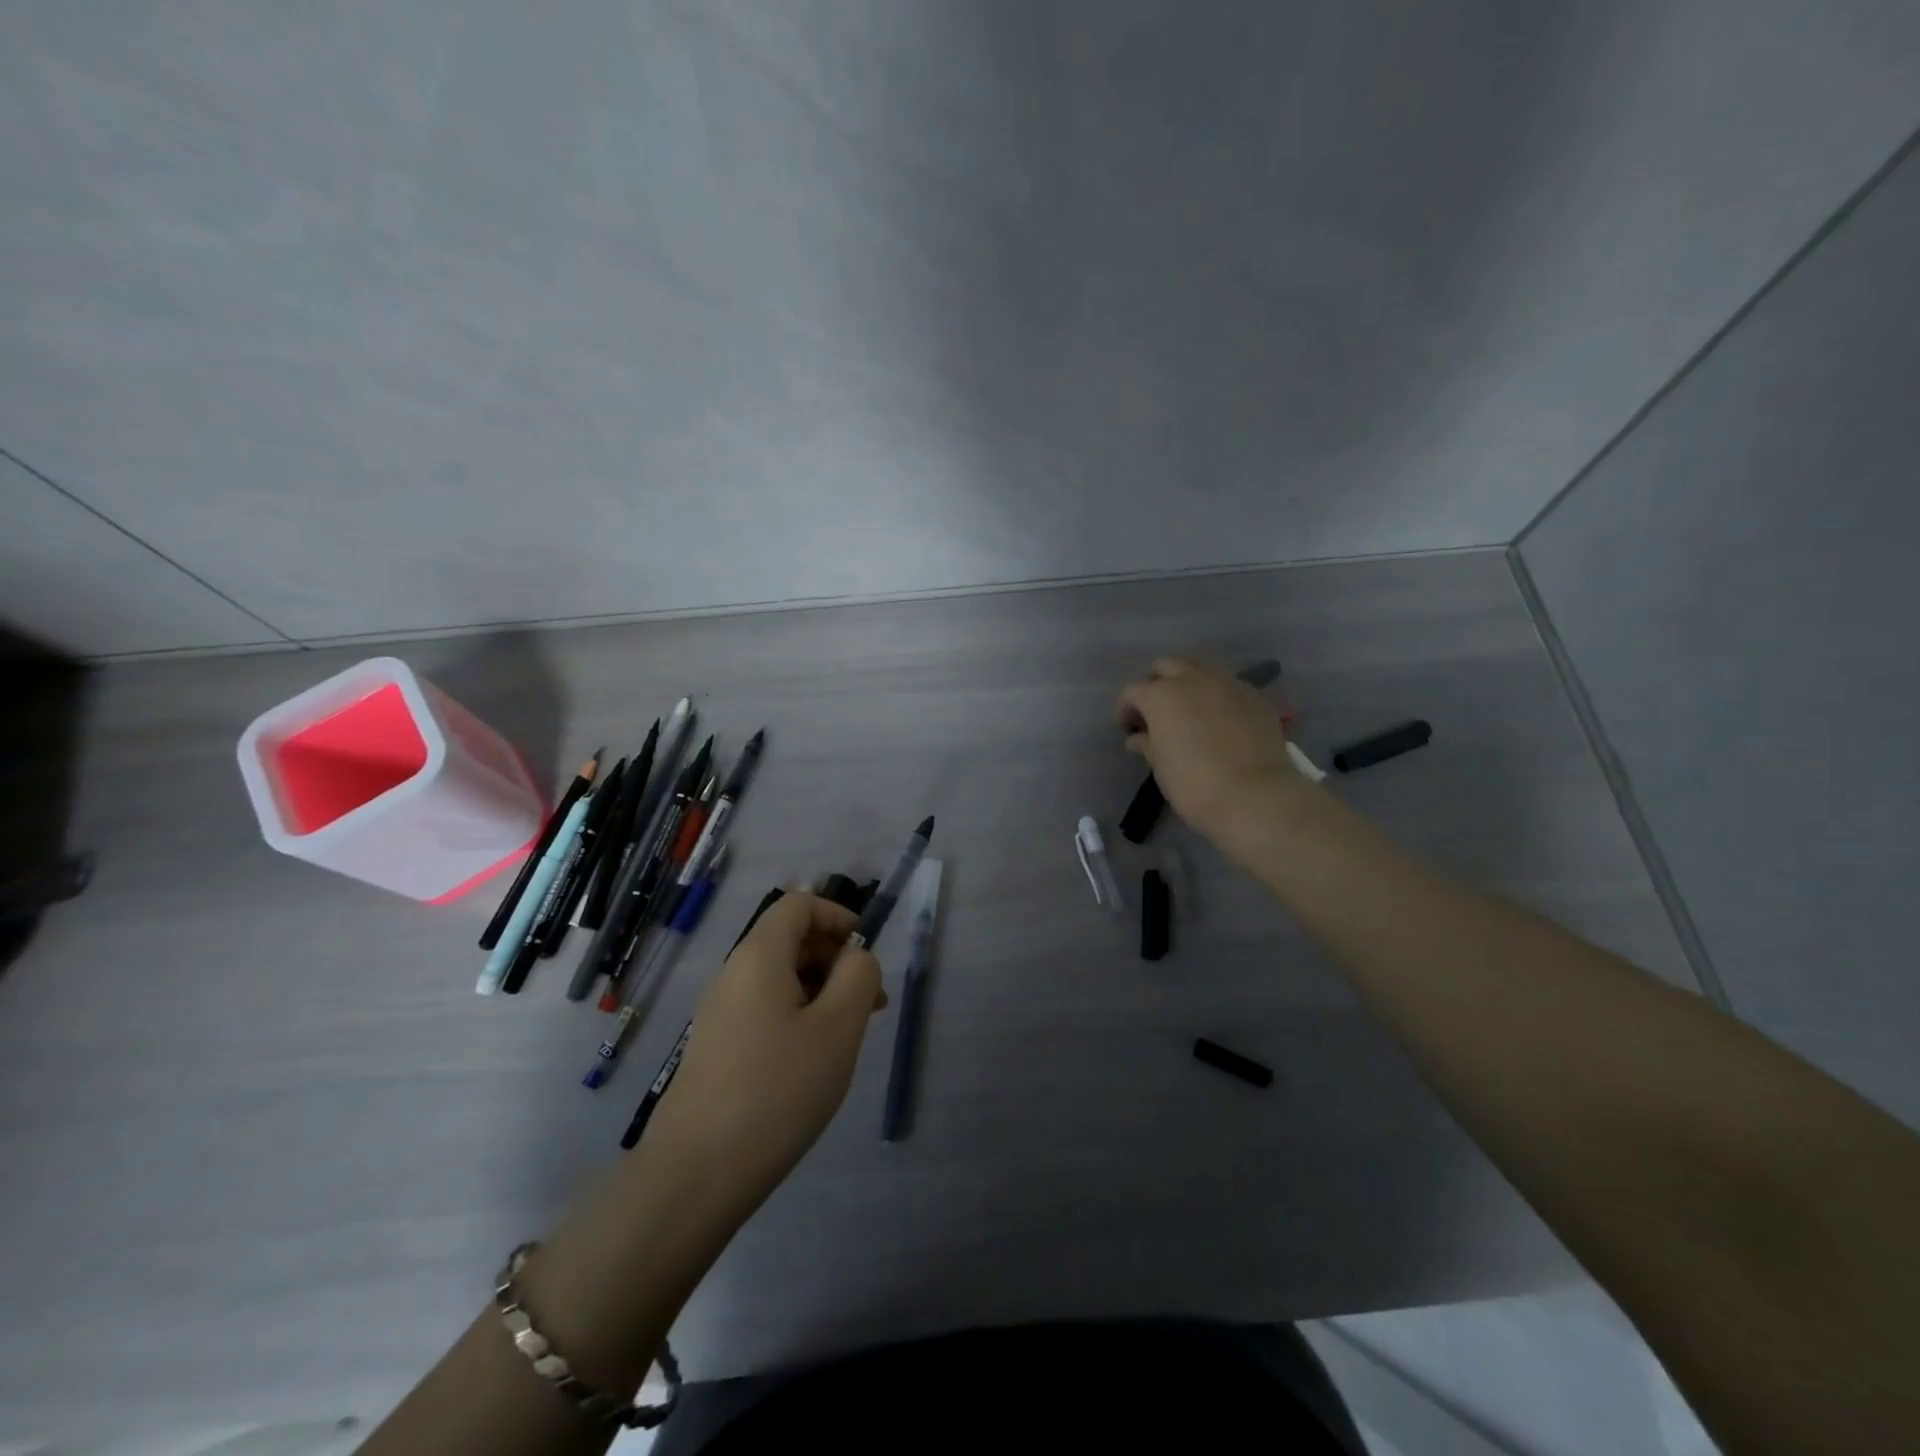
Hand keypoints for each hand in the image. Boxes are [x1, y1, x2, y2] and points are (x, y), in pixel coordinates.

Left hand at [643, 892, 884, 1224]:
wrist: (697, 1173)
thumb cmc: (777, 1089)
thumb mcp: (838, 1027)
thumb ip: (858, 976)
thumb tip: (856, 957)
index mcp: (759, 956)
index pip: (798, 904)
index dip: (837, 914)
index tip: (867, 950)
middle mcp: (734, 973)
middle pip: (790, 939)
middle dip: (835, 958)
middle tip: (871, 1001)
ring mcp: (721, 1012)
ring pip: (780, 977)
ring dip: (821, 990)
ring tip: (850, 1033)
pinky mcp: (718, 1046)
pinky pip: (766, 1009)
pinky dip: (799, 1015)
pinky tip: (815, 1058)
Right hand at [1115, 655, 1310, 850]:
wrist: (1255, 796)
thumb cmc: (1194, 785)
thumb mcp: (1161, 767)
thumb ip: (1148, 744)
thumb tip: (1138, 737)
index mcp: (1161, 696)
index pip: (1133, 692)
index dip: (1126, 708)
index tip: (1126, 727)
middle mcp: (1193, 680)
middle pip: (1166, 666)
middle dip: (1156, 682)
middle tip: (1155, 709)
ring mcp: (1228, 684)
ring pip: (1201, 667)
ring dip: (1188, 681)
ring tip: (1188, 708)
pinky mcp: (1255, 697)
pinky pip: (1229, 685)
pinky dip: (1217, 695)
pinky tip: (1219, 718)